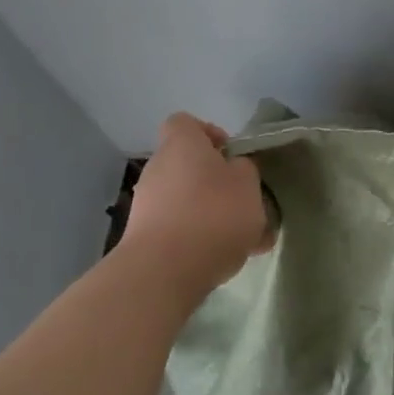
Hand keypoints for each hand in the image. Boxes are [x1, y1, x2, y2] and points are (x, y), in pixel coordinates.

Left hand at [121, 113, 272, 295]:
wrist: (164, 272)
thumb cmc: (213, 214)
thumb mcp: (248, 183)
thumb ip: (244, 170)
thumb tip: (233, 171)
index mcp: (181, 145)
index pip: (186, 123)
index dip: (210, 133)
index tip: (231, 155)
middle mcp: (158, 168)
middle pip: (189, 165)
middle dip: (217, 182)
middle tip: (244, 200)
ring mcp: (147, 204)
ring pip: (188, 200)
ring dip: (213, 213)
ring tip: (246, 239)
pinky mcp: (145, 237)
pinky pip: (181, 229)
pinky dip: (201, 238)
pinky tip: (229, 259)